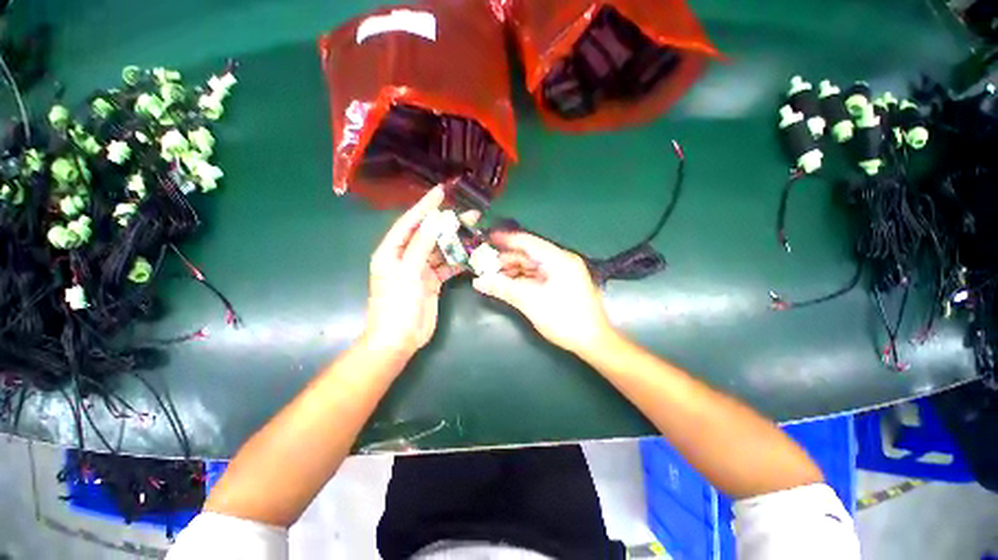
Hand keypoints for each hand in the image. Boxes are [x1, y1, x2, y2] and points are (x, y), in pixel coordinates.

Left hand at [362, 187, 461, 356]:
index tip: (441, 192)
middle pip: (429, 234)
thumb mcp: (407, 272)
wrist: (399, 339)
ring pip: (440, 250)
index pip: (410, 222)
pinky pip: (447, 266)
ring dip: (456, 242)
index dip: (425, 206)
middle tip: (471, 214)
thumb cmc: (396, 305)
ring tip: (475, 231)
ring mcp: (420, 270)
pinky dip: (458, 261)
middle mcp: (406, 256)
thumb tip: (434, 221)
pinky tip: (472, 255)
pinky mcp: (432, 282)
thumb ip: (421, 245)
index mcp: (392, 251)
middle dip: (448, 224)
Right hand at [472, 231, 614, 354]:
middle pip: (529, 254)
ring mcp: (563, 273)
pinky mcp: (562, 284)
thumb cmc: (565, 320)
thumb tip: (478, 281)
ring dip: (513, 270)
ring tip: (492, 275)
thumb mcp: (531, 303)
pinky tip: (508, 283)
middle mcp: (562, 261)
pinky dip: (523, 279)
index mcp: (559, 259)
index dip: (506, 239)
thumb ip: (504, 289)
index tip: (486, 238)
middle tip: (485, 264)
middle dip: (507, 259)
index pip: (528, 242)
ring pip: (533, 266)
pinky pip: (538, 276)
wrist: (593, 342)